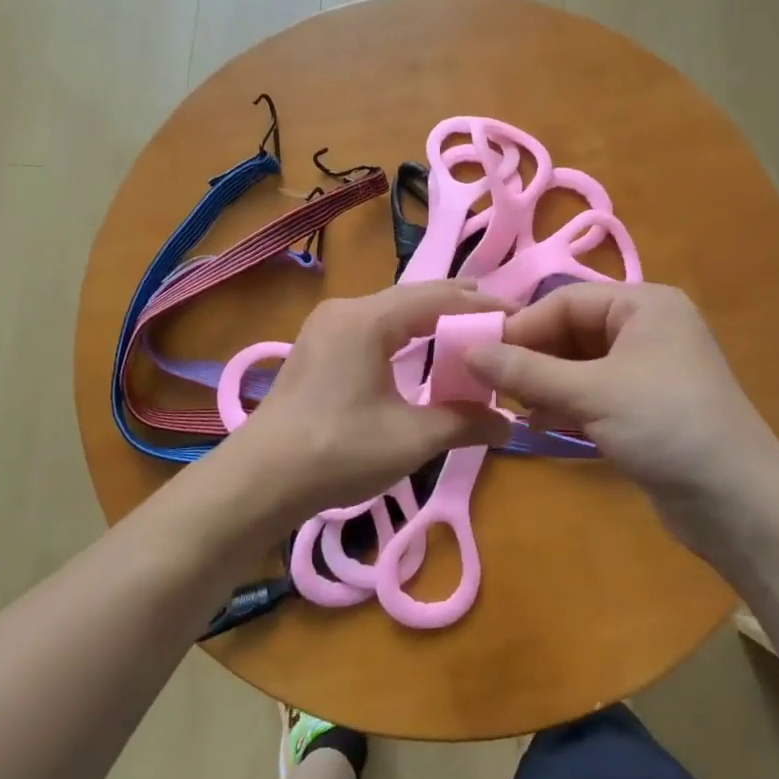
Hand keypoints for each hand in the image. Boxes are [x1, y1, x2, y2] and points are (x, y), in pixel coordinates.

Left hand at [225, 280, 512, 526]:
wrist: (258, 481)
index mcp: (368, 319)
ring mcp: (327, 326)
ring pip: (392, 311)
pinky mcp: (318, 346)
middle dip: (459, 307)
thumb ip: (465, 422)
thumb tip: (510, 423)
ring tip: (468, 336)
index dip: (482, 304)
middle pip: (414, 297)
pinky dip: (405, 335)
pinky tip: (420, 355)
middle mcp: (346, 309)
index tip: (520, 316)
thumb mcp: (411, 439)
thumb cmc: (337, 453)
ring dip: (430, 321)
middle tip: (501, 322)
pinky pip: (373, 326)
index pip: (439, 297)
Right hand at [464, 283, 778, 562]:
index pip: (565, 300)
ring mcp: (646, 370)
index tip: (479, 355)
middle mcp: (646, 328)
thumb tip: (467, 351)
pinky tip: (542, 427)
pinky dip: (566, 406)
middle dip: (533, 359)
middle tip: (492, 387)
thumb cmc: (666, 425)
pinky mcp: (644, 407)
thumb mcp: (591, 393)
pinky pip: (593, 394)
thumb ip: (526, 372)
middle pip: (571, 331)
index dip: (522, 326)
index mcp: (643, 305)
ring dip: (545, 386)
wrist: (738, 503)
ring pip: (578, 365)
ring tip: (516, 409)